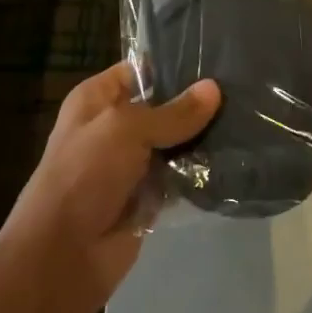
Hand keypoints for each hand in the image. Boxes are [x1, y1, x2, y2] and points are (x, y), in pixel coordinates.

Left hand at [3, 64, 220, 310]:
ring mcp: (132, 163)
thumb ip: (173, 112)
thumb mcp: (126, 130)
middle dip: (197, 102)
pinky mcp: (149, 196)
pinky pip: (181, 175)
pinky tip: (236, 156)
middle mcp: (115, 127)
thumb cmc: (84, 174)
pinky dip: (201, 171)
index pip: (140, 70)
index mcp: (96, 99)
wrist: (63, 254)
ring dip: (204, 137)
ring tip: (248, 118)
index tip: (217, 58)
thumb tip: (214, 89)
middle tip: (242, 88)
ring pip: (176, 142)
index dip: (174, 64)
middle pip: (163, 106)